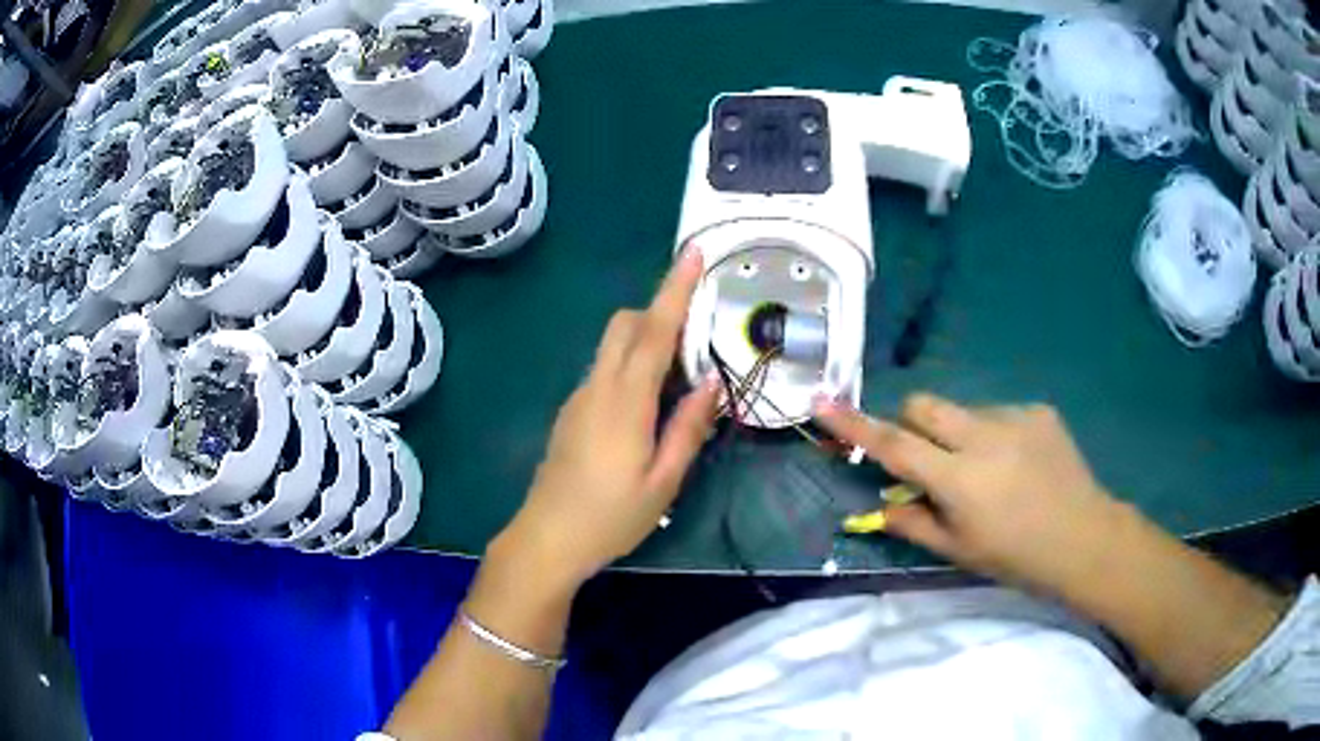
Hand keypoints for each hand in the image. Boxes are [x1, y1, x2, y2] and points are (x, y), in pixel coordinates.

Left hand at [495, 247, 720, 587]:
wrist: (546, 539)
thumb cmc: (611, 518)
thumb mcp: (663, 482)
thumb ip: (688, 428)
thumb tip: (712, 384)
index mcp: (625, 401)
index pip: (654, 331)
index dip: (675, 290)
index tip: (692, 253)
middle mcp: (598, 387)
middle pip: (624, 325)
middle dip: (658, 312)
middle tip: (695, 337)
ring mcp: (579, 397)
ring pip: (613, 346)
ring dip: (645, 341)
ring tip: (679, 379)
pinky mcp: (572, 411)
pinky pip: (605, 369)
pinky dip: (630, 365)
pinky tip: (648, 406)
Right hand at [815, 394, 1126, 592]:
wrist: (1084, 537)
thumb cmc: (1016, 556)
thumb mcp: (959, 550)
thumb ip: (913, 524)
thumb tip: (878, 506)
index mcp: (959, 479)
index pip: (895, 445)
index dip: (855, 425)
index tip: (823, 402)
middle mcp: (983, 436)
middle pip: (925, 405)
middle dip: (913, 423)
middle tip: (930, 459)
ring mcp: (1014, 417)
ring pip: (964, 411)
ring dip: (961, 435)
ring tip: (990, 471)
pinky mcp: (1038, 410)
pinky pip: (999, 413)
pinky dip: (995, 435)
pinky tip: (1019, 463)